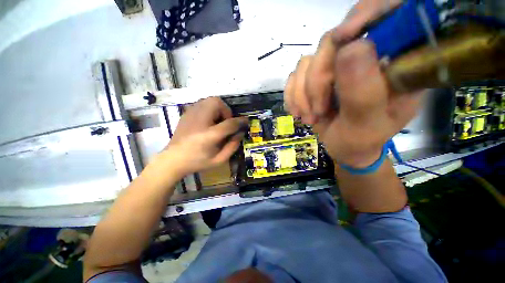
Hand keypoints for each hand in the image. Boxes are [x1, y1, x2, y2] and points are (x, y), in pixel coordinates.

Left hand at [164, 97, 247, 175]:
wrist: (172, 160)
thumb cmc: (197, 162)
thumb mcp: (219, 160)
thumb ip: (232, 146)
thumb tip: (240, 133)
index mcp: (209, 136)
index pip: (229, 123)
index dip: (240, 121)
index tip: (246, 121)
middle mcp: (199, 121)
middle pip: (217, 103)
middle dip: (226, 111)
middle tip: (225, 123)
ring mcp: (191, 115)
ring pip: (209, 100)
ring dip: (218, 109)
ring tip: (217, 122)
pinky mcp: (186, 114)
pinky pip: (202, 103)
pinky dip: (209, 108)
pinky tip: (207, 121)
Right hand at [284, 0, 423, 167]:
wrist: (343, 148)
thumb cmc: (360, 141)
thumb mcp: (366, 125)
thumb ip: (364, 92)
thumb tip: (350, 48)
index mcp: (394, 63)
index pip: (385, 16)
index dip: (362, 16)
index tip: (342, 38)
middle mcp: (364, 57)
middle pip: (331, 43)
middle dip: (316, 81)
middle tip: (317, 111)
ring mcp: (335, 67)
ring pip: (307, 62)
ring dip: (302, 94)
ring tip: (309, 117)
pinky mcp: (315, 77)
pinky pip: (294, 76)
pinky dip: (292, 95)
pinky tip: (298, 112)